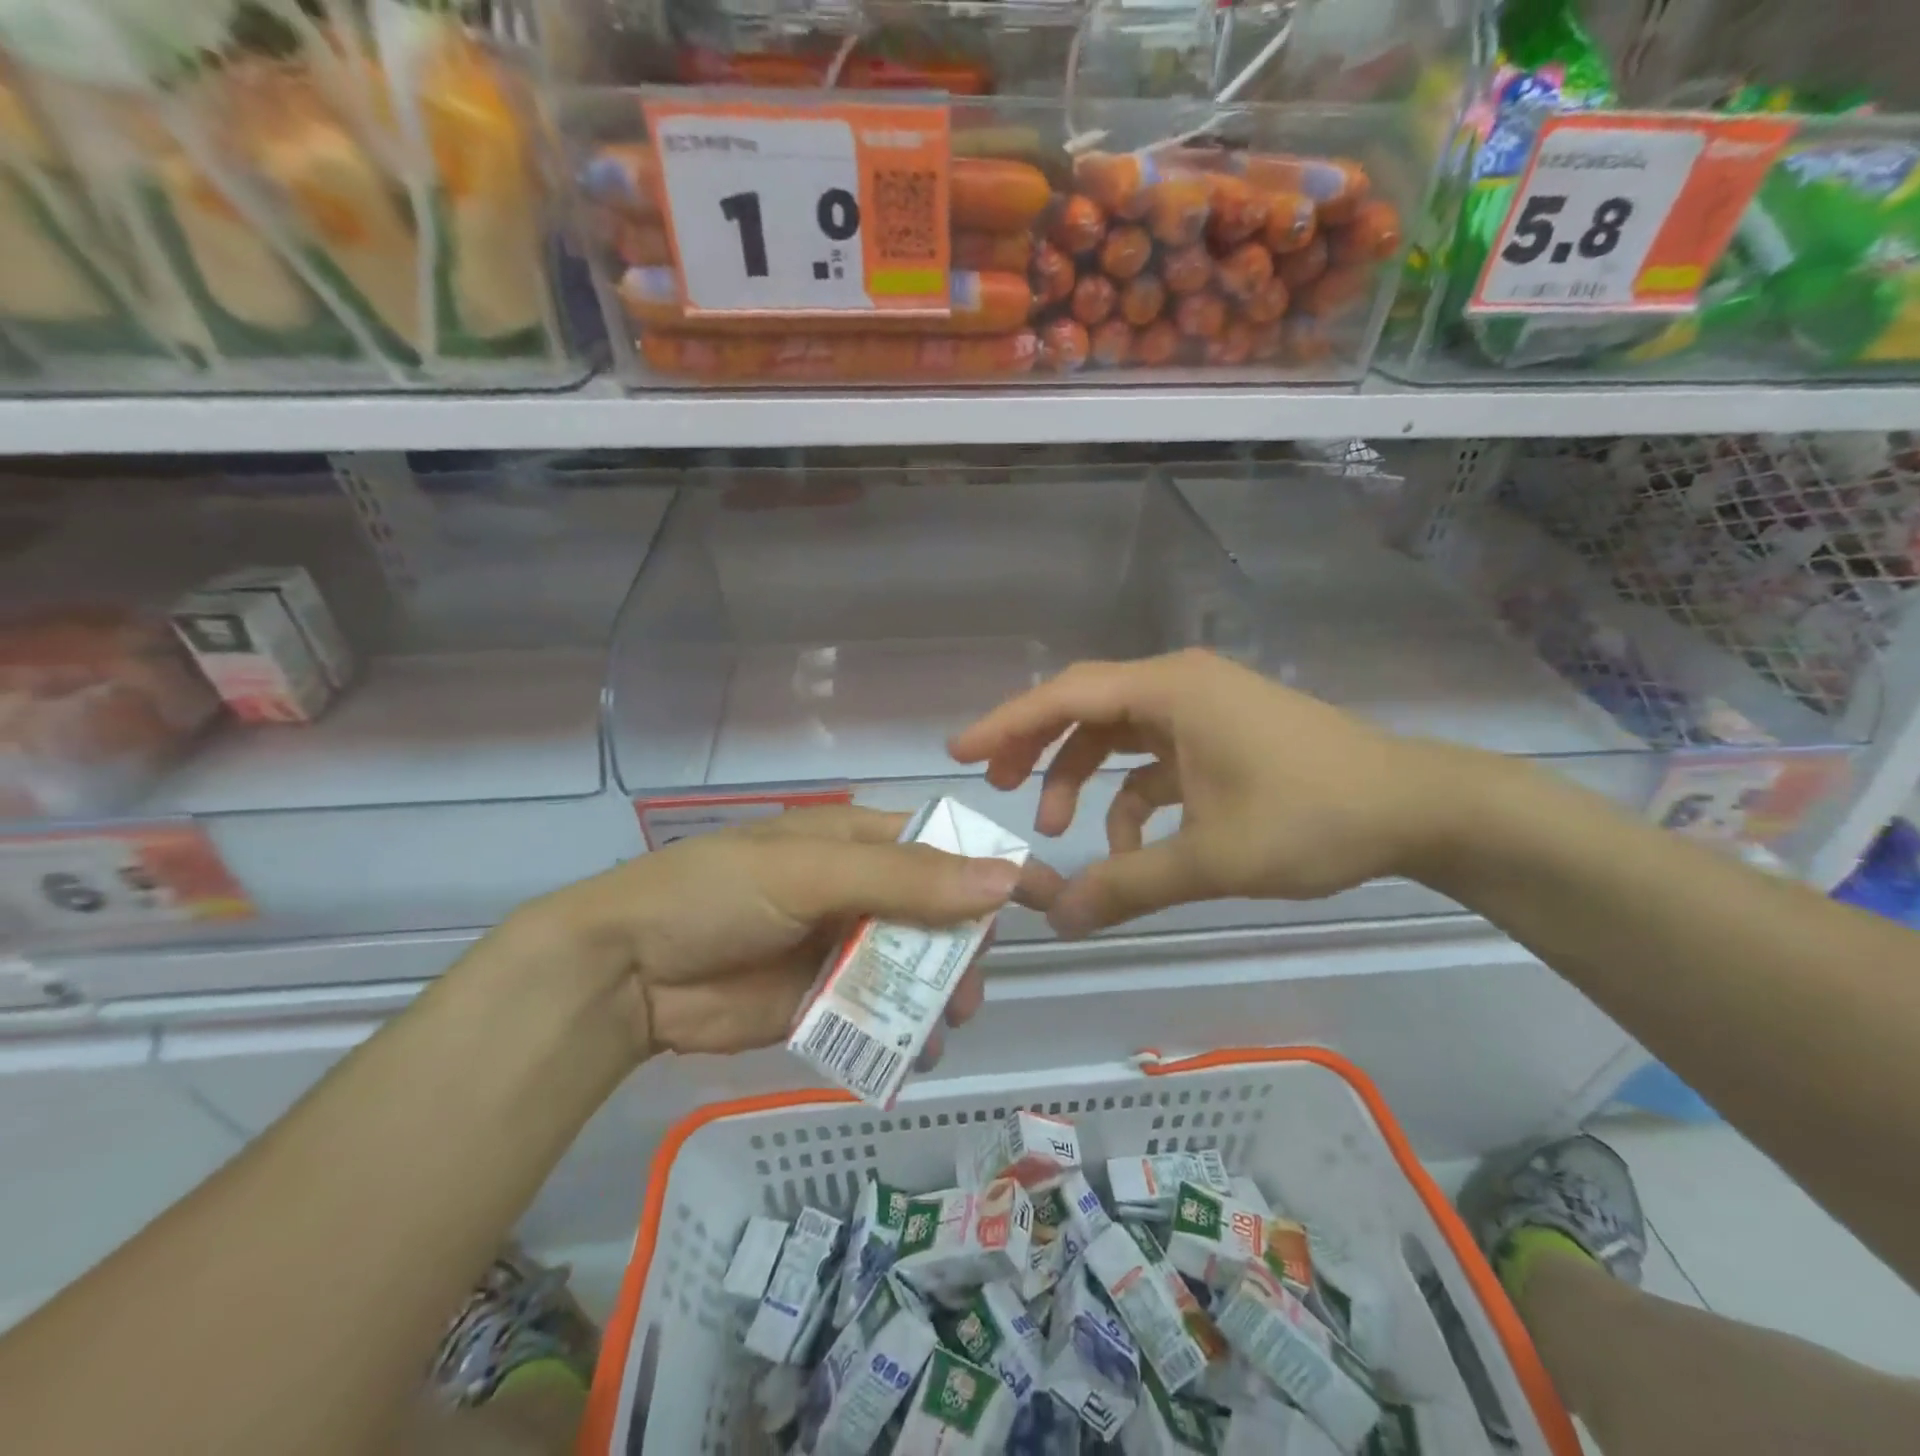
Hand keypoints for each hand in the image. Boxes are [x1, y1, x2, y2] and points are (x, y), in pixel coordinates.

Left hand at [510, 806, 1059, 1062]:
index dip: (992, 867)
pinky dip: (904, 1031)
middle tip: (971, 985)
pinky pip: (879, 1013)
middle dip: (962, 946)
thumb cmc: (719, 893)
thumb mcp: (814, 872)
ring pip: (912, 967)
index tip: (1047, 896)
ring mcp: (839, 947)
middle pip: (934, 913)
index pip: (941, 846)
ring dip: (937, 993)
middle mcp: (855, 890)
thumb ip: (906, 879)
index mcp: (855, 841)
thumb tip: (1003, 879)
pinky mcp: (821, 1000)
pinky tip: (917, 1052)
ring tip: (946, 1022)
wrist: (628, 970)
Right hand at [949, 649, 1477, 936]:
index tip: (959, 752)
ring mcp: (1201, 709)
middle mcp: (1178, 686)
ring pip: (1117, 734)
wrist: (1417, 810)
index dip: (1007, 723)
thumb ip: (1128, 886)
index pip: (1067, 696)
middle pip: (1085, 706)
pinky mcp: (1220, 736)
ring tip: (1059, 830)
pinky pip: (1154, 759)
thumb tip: (1058, 920)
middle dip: (1037, 747)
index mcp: (1171, 691)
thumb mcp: (1212, 857)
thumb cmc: (1313, 817)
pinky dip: (1131, 797)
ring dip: (1083, 777)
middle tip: (995, 787)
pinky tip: (1130, 847)